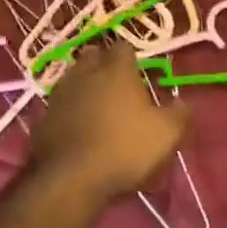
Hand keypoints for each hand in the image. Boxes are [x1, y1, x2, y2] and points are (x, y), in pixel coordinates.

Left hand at [29, 43, 189, 201]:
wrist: (73, 179)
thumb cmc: (125, 149)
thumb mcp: (166, 134)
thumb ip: (180, 114)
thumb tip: (183, 102)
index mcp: (116, 71)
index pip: (124, 48)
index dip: (131, 57)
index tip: (138, 72)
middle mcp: (86, 73)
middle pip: (93, 56)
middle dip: (102, 64)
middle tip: (115, 84)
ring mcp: (60, 94)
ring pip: (72, 78)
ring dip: (83, 85)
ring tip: (94, 105)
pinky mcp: (43, 118)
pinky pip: (58, 105)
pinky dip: (67, 111)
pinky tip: (74, 127)